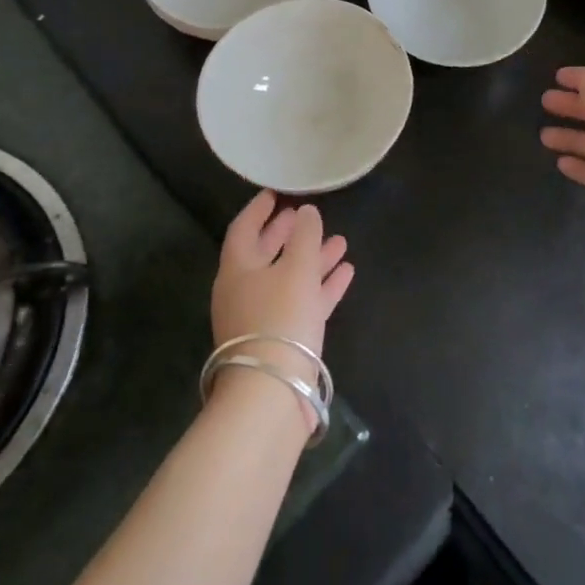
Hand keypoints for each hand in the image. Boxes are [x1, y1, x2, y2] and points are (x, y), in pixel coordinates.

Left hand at [210, 191, 353, 366]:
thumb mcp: (296, 268)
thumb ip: (304, 235)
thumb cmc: (279, 318)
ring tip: (341, 241)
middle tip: (305, 214)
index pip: (244, 229)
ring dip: (313, 258)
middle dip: (288, 234)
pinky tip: (346, 273)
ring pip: (289, 278)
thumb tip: (306, 212)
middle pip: (266, 254)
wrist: (272, 391)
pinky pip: (303, 301)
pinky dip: (322, 285)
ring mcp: (263, 317)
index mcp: (238, 270)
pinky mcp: (283, 339)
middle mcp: (245, 291)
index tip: (275, 193)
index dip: (259, 210)